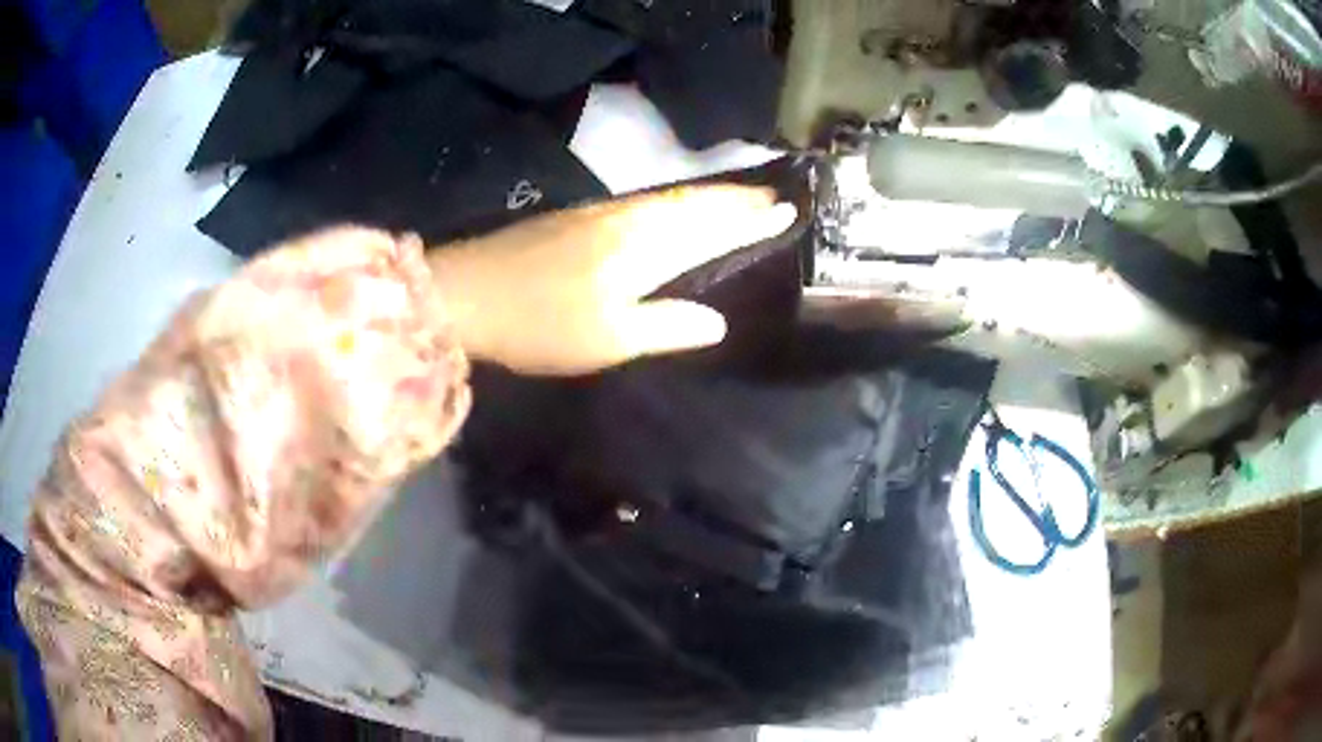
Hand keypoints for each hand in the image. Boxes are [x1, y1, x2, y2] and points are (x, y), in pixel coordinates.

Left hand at [427, 185, 796, 374]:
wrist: (468, 293)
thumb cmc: (541, 325)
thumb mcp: (609, 340)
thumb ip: (667, 325)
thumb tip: (718, 321)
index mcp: (642, 251)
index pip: (710, 231)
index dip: (748, 224)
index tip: (784, 211)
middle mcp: (628, 221)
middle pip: (691, 205)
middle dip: (734, 200)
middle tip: (771, 194)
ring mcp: (599, 214)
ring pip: (667, 198)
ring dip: (707, 195)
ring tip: (736, 195)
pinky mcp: (575, 216)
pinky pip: (642, 200)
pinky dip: (671, 199)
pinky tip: (672, 204)